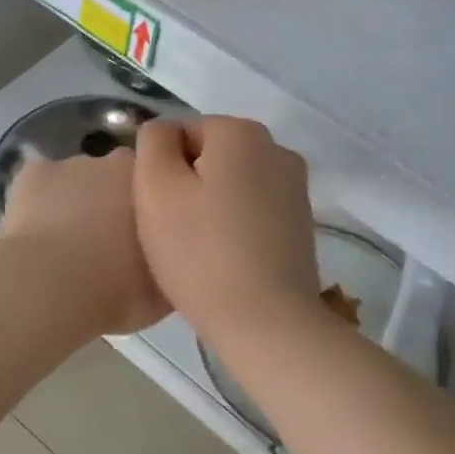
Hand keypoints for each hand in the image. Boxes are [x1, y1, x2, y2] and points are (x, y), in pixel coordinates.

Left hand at [0, 148, 168, 334]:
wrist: (51, 291)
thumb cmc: (117, 292)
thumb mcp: (164, 291)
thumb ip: (170, 263)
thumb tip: (173, 260)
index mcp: (155, 187)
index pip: (159, 184)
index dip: (150, 207)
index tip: (143, 236)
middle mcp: (117, 164)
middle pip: (118, 176)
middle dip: (113, 200)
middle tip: (106, 242)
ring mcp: (72, 164)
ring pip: (77, 180)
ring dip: (75, 203)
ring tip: (66, 243)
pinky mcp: (34, 173)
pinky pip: (41, 183)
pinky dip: (39, 202)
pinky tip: (36, 233)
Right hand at [133, 117, 319, 344]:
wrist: (265, 321)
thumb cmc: (200, 252)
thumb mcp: (155, 188)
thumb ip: (152, 143)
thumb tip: (164, 132)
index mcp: (240, 132)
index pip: (182, 132)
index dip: (161, 168)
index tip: (158, 208)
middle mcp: (277, 148)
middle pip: (211, 155)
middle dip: (188, 184)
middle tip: (172, 230)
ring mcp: (296, 187)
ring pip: (233, 184)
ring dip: (212, 205)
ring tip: (198, 249)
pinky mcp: (302, 224)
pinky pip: (254, 210)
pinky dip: (236, 226)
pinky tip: (225, 259)